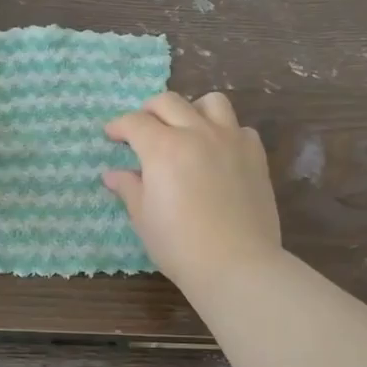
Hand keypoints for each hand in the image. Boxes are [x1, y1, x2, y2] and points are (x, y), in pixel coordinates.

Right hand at [104, 91, 282, 291]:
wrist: (237, 264)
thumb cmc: (179, 245)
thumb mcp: (143, 218)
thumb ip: (129, 188)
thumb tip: (113, 175)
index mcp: (163, 148)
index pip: (135, 122)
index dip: (118, 126)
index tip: (112, 135)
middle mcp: (196, 133)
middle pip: (169, 102)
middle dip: (149, 110)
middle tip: (142, 129)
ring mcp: (230, 140)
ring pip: (211, 102)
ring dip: (192, 109)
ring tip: (185, 129)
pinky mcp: (255, 155)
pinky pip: (240, 128)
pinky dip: (225, 132)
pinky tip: (218, 152)